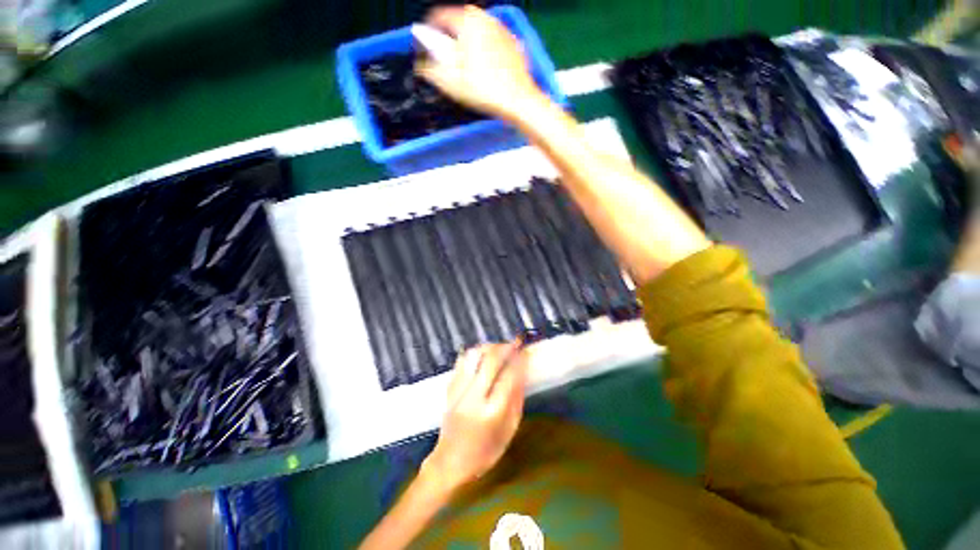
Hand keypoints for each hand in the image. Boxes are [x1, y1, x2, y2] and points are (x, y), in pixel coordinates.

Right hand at [415, 5, 546, 121]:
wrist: (519, 100)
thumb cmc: (484, 90)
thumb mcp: (453, 83)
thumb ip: (432, 70)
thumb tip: (421, 65)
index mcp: (467, 21)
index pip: (439, 16)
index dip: (429, 31)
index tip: (426, 46)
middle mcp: (485, 17)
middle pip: (460, 21)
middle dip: (450, 37)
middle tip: (447, 59)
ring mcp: (502, 28)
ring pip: (477, 30)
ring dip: (468, 42)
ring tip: (467, 65)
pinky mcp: (514, 42)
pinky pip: (492, 40)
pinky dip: (484, 49)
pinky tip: (485, 69)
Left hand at [421, 341, 527, 490]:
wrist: (449, 462)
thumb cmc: (485, 452)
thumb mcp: (508, 431)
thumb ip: (516, 400)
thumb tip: (522, 373)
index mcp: (491, 412)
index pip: (508, 377)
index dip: (518, 361)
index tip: (526, 351)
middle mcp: (473, 397)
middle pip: (490, 361)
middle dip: (505, 347)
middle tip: (515, 342)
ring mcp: (458, 390)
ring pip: (474, 356)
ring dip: (489, 347)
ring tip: (499, 347)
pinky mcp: (449, 388)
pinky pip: (462, 361)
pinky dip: (474, 353)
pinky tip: (483, 353)